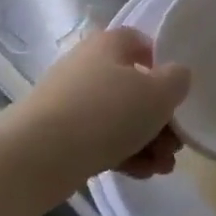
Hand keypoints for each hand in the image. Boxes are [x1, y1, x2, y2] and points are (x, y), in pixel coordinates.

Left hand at [10, 28, 189, 196]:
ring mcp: (71, 101)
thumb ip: (177, 80)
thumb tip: (175, 76)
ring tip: (164, 167)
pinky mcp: (59, 134)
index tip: (177, 92)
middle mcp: (88, 66)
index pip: (141, 42)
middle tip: (177, 143)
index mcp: (109, 45)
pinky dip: (123, 154)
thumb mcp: (159, 93)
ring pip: (119, 118)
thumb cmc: (107, 112)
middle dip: (161, 118)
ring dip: (147, 141)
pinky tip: (143, 174)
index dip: (163, 65)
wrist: (38, 155)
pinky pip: (100, 139)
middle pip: (134, 87)